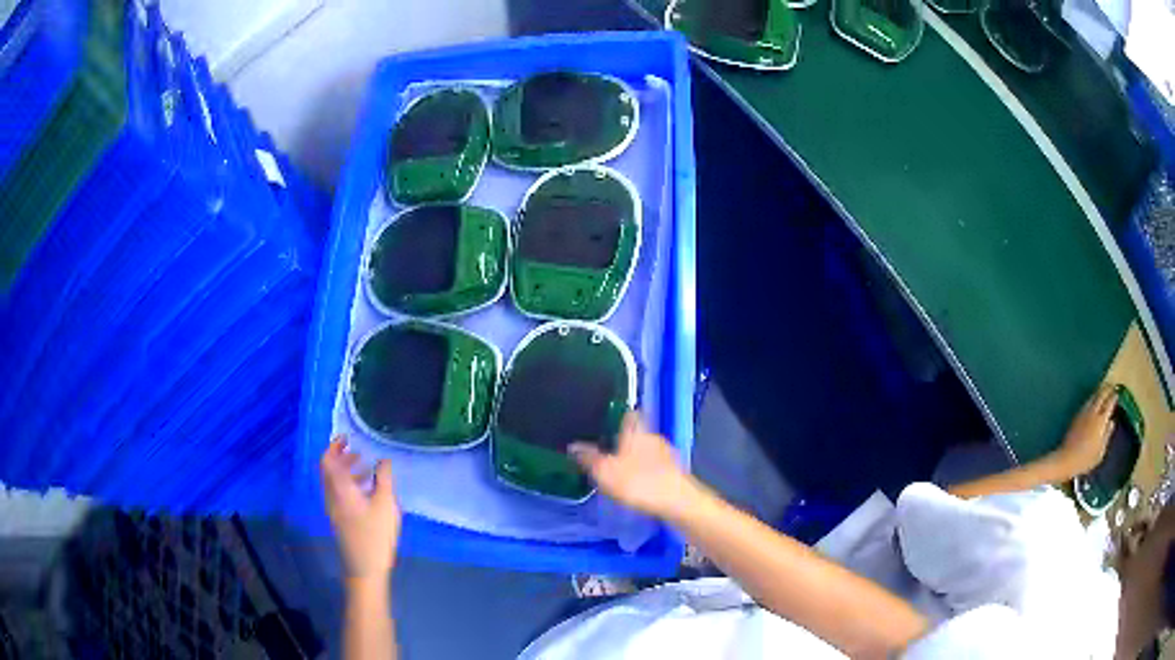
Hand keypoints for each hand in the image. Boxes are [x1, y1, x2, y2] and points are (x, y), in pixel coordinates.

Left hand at [321, 437, 400, 580]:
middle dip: (342, 458)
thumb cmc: (375, 534)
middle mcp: (332, 496)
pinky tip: (369, 493)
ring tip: (368, 470)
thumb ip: (384, 479)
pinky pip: (340, 494)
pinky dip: (350, 486)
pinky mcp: (340, 520)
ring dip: (347, 473)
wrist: (364, 568)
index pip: (328, 460)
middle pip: (329, 471)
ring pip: (335, 483)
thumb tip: (382, 460)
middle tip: (360, 452)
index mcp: (339, 488)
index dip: (334, 446)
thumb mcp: (386, 504)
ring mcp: (334, 510)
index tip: (347, 438)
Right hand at [569, 411, 694, 518]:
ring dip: (637, 457)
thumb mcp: (605, 471)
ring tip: (622, 471)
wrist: (676, 501)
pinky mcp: (675, 470)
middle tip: (609, 452)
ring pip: (647, 449)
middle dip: (625, 441)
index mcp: (636, 430)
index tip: (606, 425)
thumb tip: (573, 445)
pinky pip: (656, 465)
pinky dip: (647, 471)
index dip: (618, 417)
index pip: (628, 413)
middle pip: (637, 432)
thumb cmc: (638, 482)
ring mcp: (667, 453)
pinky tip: (640, 483)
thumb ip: (588, 458)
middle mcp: (653, 436)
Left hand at [1054, 384, 1116, 475]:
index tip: (1117, 393)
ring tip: (1104, 390)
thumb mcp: (1100, 452)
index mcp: (1101, 421)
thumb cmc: (1086, 460)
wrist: (1066, 459)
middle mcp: (1093, 412)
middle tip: (1112, 386)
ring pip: (1094, 396)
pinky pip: (1087, 402)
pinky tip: (1094, 400)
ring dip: (1099, 391)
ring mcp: (1084, 413)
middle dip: (1107, 389)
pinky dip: (1093, 398)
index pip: (1109, 403)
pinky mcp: (1077, 416)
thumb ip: (1107, 435)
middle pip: (1101, 395)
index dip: (1113, 397)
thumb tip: (1111, 422)